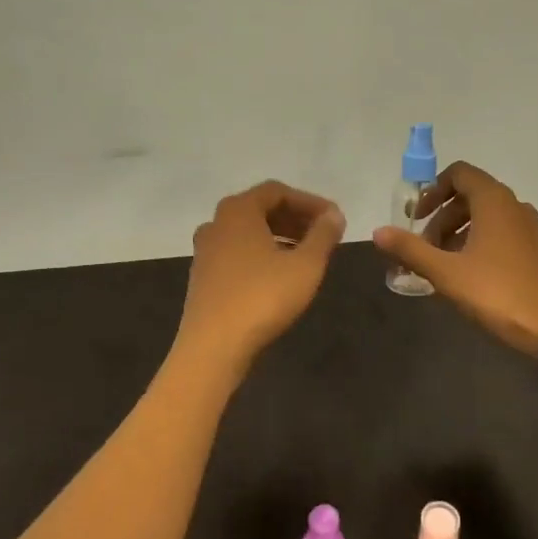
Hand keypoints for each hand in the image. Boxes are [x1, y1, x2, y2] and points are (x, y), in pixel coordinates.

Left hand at [175, 180, 345, 374]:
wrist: (213, 347)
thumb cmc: (262, 298)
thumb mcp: (305, 265)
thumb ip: (323, 235)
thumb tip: (334, 215)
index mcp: (238, 210)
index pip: (277, 191)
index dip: (309, 202)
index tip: (334, 219)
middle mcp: (217, 222)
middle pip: (261, 208)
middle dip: (295, 218)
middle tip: (323, 235)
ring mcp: (205, 249)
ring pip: (248, 231)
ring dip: (279, 236)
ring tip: (306, 254)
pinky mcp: (202, 275)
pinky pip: (237, 251)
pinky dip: (261, 253)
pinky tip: (280, 274)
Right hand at [372, 161, 537, 355]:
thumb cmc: (497, 293)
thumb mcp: (446, 272)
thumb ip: (410, 249)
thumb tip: (377, 232)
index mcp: (493, 200)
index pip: (459, 174)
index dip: (432, 191)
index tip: (416, 218)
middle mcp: (513, 206)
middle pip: (468, 196)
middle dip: (440, 218)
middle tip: (423, 248)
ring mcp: (528, 228)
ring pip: (483, 216)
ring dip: (456, 232)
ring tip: (439, 264)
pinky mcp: (534, 250)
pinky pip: (498, 233)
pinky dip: (476, 243)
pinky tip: (464, 275)